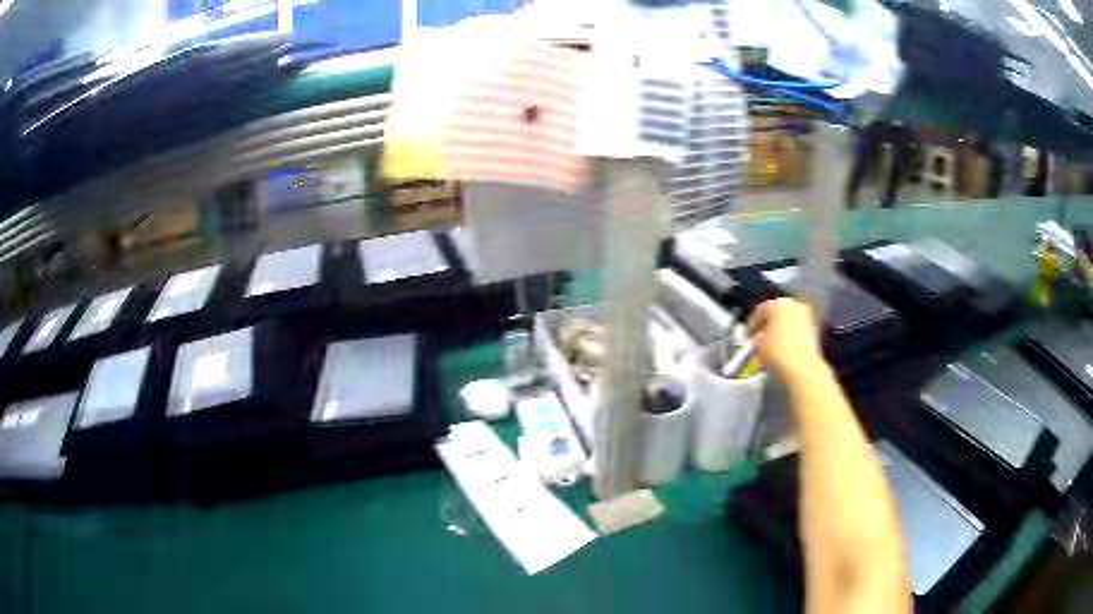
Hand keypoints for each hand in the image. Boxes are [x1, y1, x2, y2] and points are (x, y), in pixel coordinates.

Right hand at [747, 298, 825, 382]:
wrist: (803, 368)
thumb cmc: (777, 353)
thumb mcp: (759, 346)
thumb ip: (757, 338)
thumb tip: (759, 338)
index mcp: (777, 303)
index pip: (760, 311)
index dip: (752, 324)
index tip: (747, 336)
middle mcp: (793, 305)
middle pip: (776, 313)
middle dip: (768, 326)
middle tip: (760, 340)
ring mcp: (806, 315)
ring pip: (788, 322)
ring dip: (779, 331)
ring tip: (772, 346)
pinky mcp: (814, 329)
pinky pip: (797, 330)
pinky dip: (790, 337)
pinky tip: (784, 349)